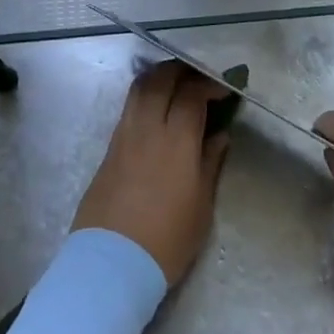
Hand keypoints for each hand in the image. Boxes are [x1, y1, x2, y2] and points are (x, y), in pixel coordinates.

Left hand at [73, 61, 230, 285]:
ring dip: (159, 77)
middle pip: (161, 79)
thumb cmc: (166, 240)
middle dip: (182, 70)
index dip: (209, 85)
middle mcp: (147, 128)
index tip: (224, 89)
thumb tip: (219, 136)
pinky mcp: (109, 149)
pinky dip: (144, 97)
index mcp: (176, 140)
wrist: (112, 263)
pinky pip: (128, 108)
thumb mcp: (201, 206)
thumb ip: (210, 163)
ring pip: (139, 88)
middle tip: (198, 77)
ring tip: (175, 85)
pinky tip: (155, 110)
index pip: (191, 94)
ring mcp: (124, 136)